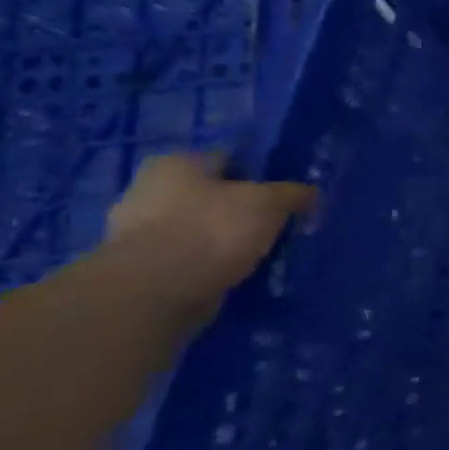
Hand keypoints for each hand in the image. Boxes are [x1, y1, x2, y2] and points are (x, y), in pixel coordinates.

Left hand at [104, 153, 314, 312]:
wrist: (156, 290)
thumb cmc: (214, 229)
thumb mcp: (271, 203)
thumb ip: (294, 193)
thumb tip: (310, 193)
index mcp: (176, 164)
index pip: (229, 159)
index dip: (261, 176)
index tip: (284, 198)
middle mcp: (148, 189)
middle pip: (212, 195)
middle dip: (241, 209)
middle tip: (274, 225)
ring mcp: (137, 230)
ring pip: (200, 227)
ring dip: (226, 238)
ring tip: (260, 253)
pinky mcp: (140, 266)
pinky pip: (189, 257)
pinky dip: (210, 263)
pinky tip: (235, 272)